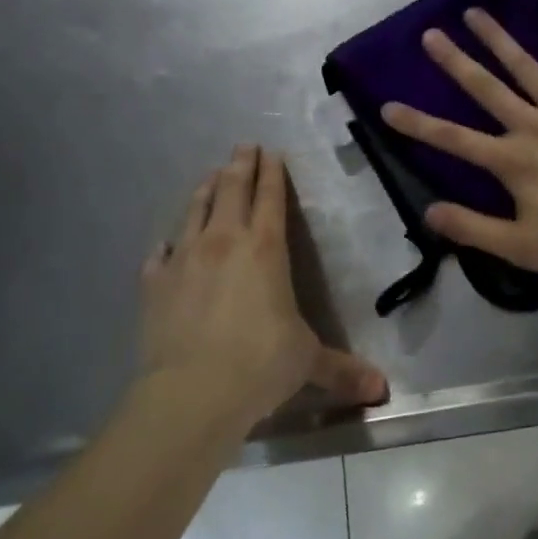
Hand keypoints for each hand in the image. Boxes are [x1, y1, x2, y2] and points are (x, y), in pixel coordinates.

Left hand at [141, 146, 387, 424]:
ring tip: (210, 177)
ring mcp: (184, 260)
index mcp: (266, 250)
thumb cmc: (261, 365)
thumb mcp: (309, 362)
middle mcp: (224, 243)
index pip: (271, 199)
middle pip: (232, 191)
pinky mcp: (154, 284)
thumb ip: (342, 370)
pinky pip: (159, 254)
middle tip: (242, 147)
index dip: (273, 173)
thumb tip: (382, 390)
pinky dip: (167, 245)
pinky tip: (166, 243)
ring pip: (194, 212)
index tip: (271, 151)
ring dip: (205, 191)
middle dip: (239, 165)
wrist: (193, 392)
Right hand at [381, 5, 537, 278]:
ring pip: (526, 67)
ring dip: (498, 39)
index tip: (387, 106)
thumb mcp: (521, 248)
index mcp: (512, 161)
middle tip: (430, 34)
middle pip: (486, 89)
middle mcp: (533, 126)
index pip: (453, 140)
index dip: (418, 124)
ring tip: (474, 12)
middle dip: (455, 62)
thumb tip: (428, 212)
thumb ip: (473, 229)